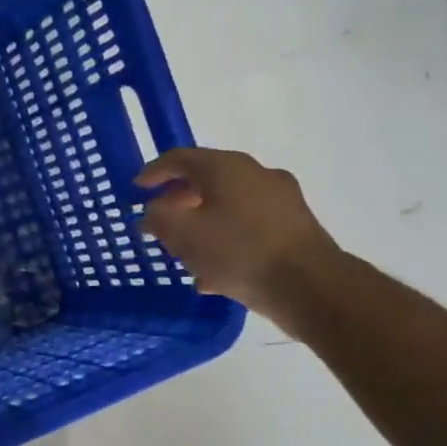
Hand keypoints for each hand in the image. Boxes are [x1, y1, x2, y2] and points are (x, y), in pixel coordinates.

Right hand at [135, 148, 341, 326]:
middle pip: (207, 180)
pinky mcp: (295, 228)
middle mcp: (256, 174)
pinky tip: (213, 273)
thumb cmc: (238, 251)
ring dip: (202, 223)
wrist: (310, 286)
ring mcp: (281, 201)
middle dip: (178, 200)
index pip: (180, 158)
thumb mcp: (182, 234)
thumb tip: (154, 211)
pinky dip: (226, 241)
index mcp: (226, 167)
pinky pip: (249, 227)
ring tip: (183, 250)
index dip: (153, 172)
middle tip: (159, 220)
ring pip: (228, 206)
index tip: (136, 189)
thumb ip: (158, 216)